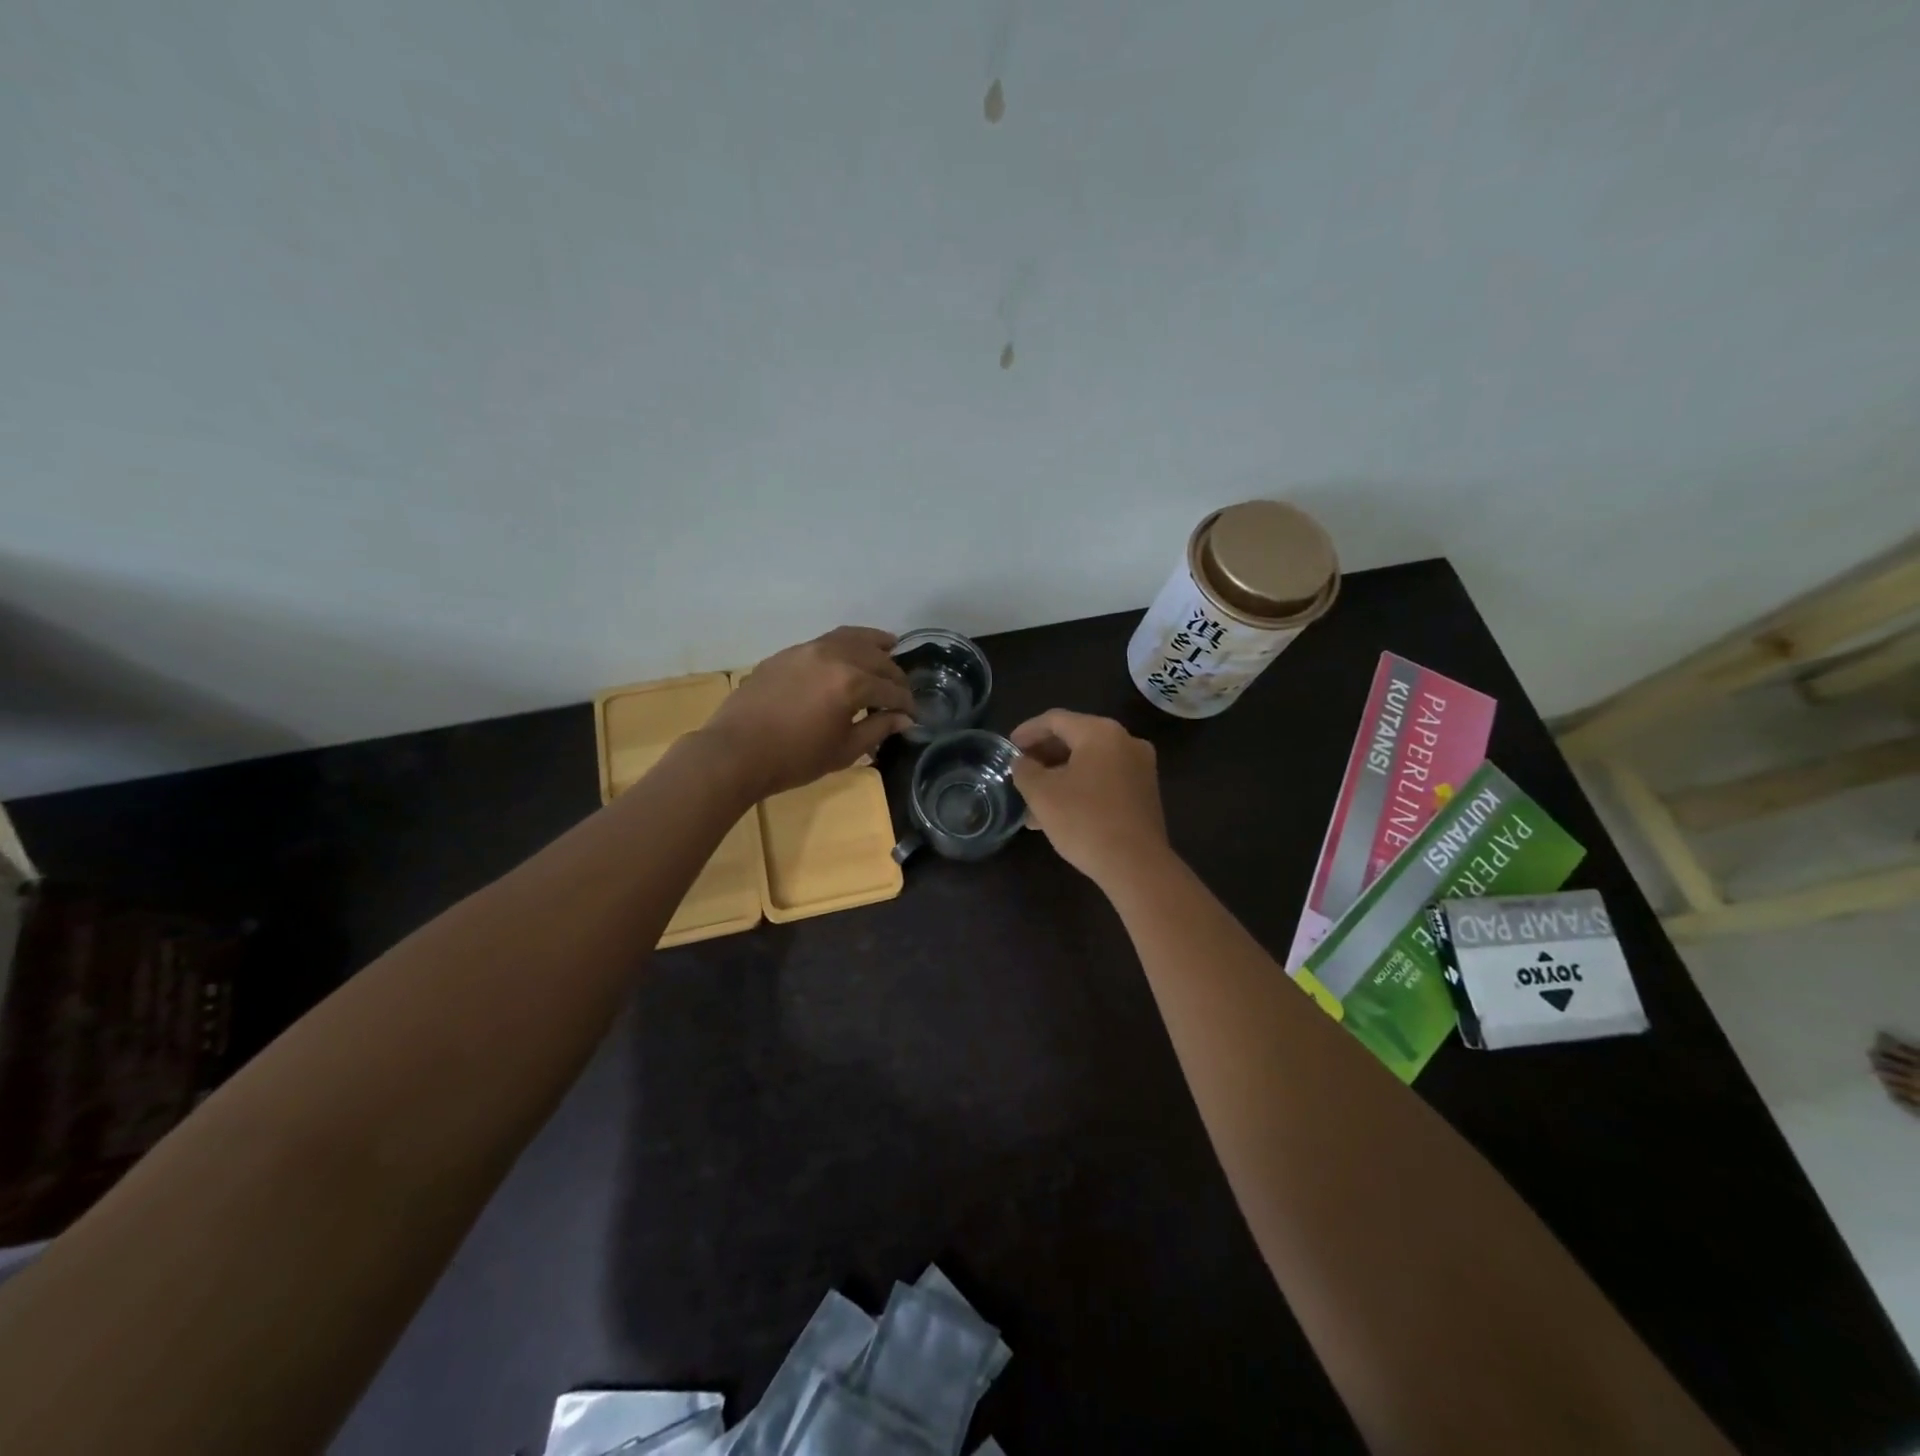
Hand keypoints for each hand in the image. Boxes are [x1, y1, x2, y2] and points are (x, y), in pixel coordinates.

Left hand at [701, 626, 914, 798]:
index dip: (906, 703)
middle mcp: (834, 656)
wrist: (736, 752)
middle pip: (876, 658)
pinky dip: (846, 644)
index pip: (890, 689)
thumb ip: (877, 728)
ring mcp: (808, 649)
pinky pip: (826, 641)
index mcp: (852, 682)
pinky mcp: (788, 653)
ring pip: (851, 637)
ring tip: (889, 646)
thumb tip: (903, 718)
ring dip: (874, 644)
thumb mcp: (844, 750)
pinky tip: (848, 655)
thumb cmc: (794, 759)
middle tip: (901, 691)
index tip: (913, 715)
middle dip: (894, 674)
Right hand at [1010, 710, 1169, 886]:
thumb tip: (1022, 762)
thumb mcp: (1041, 794)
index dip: (1027, 731)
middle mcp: (1125, 741)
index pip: (1055, 720)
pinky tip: (1058, 811)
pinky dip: (1079, 787)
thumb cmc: (1084, 820)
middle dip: (1043, 755)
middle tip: (1019, 771)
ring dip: (1059, 775)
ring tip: (1032, 799)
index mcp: (1101, 732)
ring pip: (1089, 762)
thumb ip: (1025, 770)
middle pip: (1075, 738)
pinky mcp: (1144, 792)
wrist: (1136, 865)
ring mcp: (1139, 767)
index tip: (1008, 748)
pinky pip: (1104, 779)